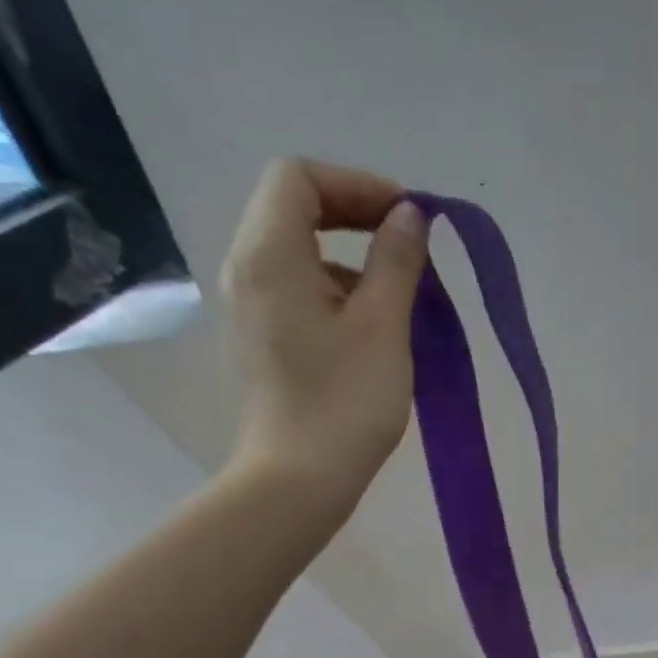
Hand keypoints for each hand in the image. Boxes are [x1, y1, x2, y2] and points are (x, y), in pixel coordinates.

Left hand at [220, 158, 429, 498]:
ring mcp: (251, 306)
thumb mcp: (384, 326)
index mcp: (270, 255)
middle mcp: (247, 269)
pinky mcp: (263, 338)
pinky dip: (338, 288)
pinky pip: (298, 288)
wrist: (299, 479)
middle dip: (355, 215)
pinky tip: (374, 327)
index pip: (300, 178)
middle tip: (409, 245)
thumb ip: (397, 261)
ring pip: (299, 250)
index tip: (408, 219)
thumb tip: (409, 216)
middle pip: (294, 208)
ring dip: (351, 256)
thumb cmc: (345, 401)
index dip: (358, 185)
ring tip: (400, 293)